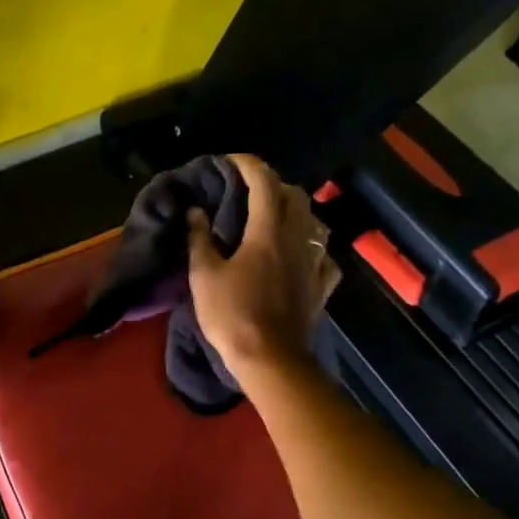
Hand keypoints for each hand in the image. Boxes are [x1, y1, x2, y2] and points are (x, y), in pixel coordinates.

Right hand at [186, 154, 340, 380]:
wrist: (270, 358)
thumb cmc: (231, 315)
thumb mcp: (203, 275)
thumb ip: (199, 239)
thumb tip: (196, 211)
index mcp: (267, 231)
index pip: (263, 182)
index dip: (247, 165)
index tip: (230, 160)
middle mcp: (297, 238)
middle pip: (295, 196)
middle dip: (273, 185)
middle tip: (250, 191)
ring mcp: (314, 262)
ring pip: (312, 222)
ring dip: (294, 212)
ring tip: (274, 219)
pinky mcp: (321, 286)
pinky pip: (322, 256)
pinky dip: (310, 248)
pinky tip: (300, 256)